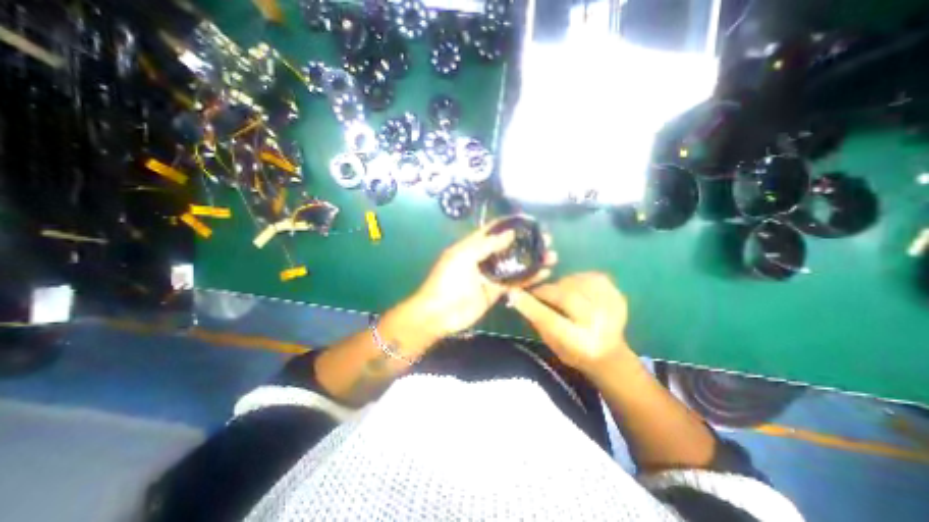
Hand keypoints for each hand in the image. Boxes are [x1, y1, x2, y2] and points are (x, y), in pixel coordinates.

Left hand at [412, 219, 553, 338]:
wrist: (440, 313)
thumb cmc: (448, 281)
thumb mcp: (463, 256)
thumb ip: (487, 244)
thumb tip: (510, 233)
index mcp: (472, 246)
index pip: (493, 230)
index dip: (510, 224)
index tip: (530, 221)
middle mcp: (483, 258)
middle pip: (508, 247)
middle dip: (526, 242)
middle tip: (547, 239)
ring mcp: (491, 275)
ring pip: (515, 264)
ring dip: (532, 260)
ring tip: (551, 255)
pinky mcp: (496, 291)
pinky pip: (515, 282)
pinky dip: (529, 278)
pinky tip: (545, 272)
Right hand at [508, 273, 639, 379]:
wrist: (610, 353)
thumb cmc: (574, 352)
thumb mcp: (551, 343)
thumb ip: (536, 320)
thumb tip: (517, 295)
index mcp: (582, 344)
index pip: (551, 320)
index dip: (531, 305)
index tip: (514, 293)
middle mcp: (600, 325)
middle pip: (566, 297)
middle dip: (546, 291)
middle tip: (536, 292)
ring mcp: (612, 307)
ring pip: (576, 283)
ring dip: (561, 286)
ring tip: (559, 295)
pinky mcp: (617, 294)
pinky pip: (589, 277)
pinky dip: (576, 280)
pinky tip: (575, 291)